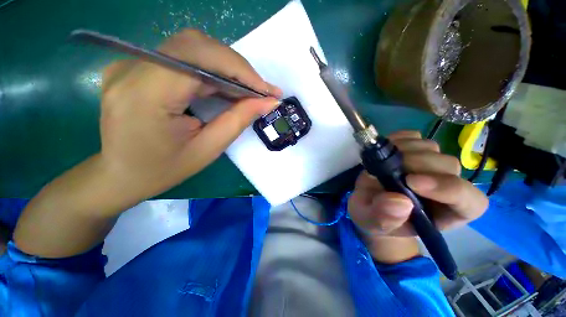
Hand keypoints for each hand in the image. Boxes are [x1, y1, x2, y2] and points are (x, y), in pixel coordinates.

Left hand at [100, 29, 281, 200]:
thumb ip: (238, 120)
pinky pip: (182, 59)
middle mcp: (131, 68)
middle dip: (237, 68)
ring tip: (247, 92)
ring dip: (226, 69)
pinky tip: (225, 89)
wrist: (119, 175)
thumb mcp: (208, 149)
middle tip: (260, 91)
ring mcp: (129, 64)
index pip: (200, 58)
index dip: (240, 70)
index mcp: (145, 94)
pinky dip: (211, 71)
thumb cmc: (162, 170)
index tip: (267, 90)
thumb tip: (268, 102)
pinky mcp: (135, 67)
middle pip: (196, 46)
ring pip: (191, 49)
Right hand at [348, 131, 487, 262]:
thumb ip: (385, 218)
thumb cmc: (374, 217)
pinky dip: (398, 139)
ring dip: (404, 150)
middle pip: (448, 166)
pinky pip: (413, 137)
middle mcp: (444, 185)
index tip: (412, 183)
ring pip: (431, 148)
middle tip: (388, 168)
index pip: (469, 201)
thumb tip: (400, 202)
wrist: (367, 202)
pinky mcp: (413, 150)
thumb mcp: (373, 223)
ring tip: (382, 161)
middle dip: (417, 164)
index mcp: (444, 213)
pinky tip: (385, 150)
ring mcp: (429, 164)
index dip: (448, 189)